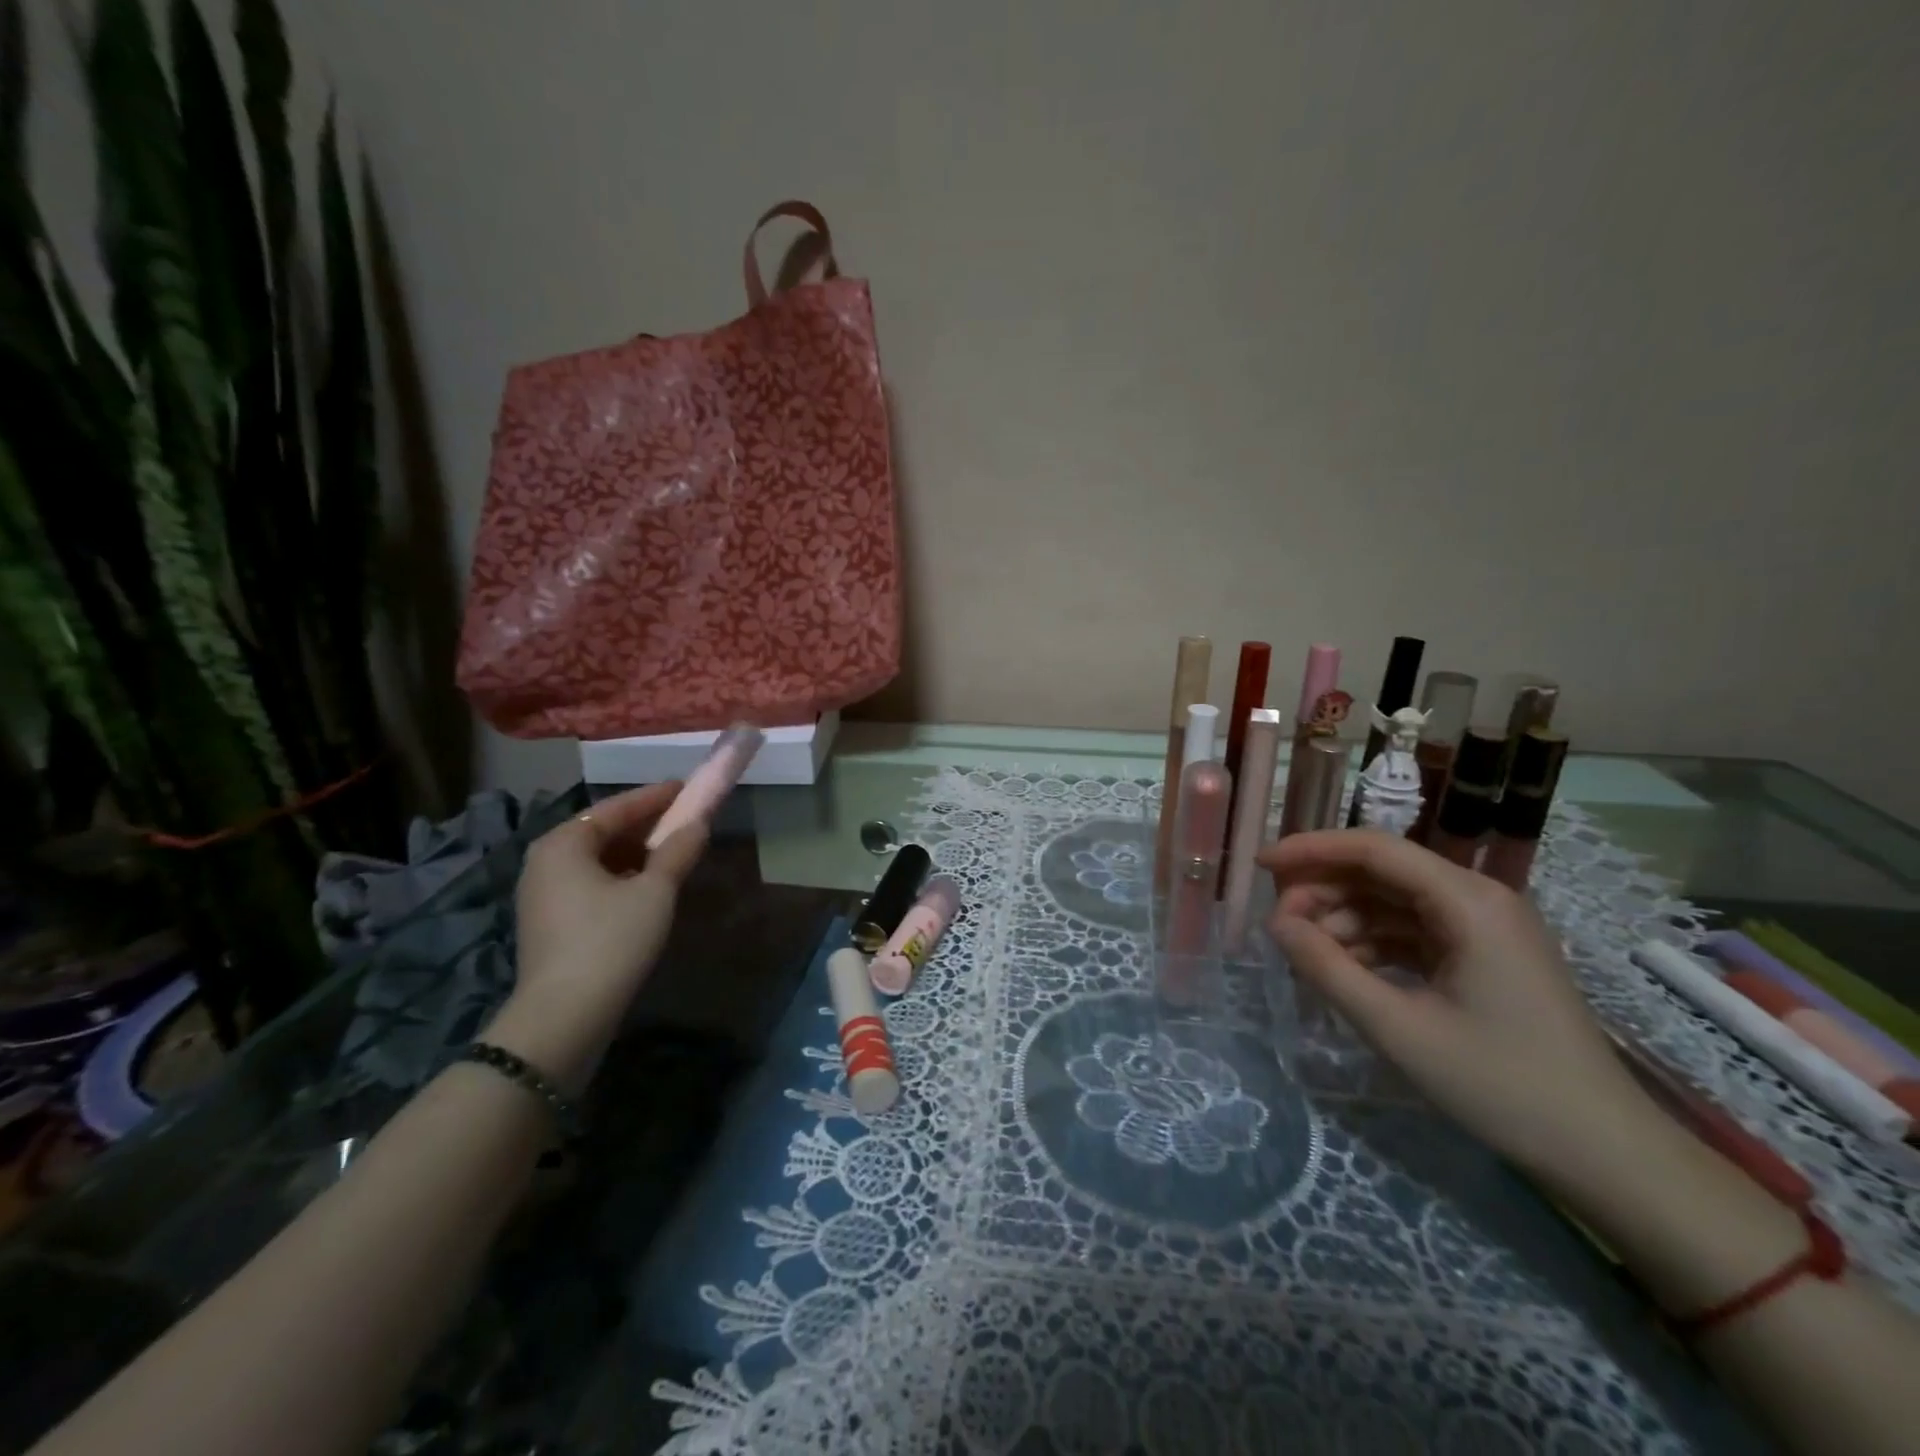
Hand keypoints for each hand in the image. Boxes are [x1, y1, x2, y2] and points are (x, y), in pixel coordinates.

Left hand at [487, 783, 706, 1089]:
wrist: (564, 1017)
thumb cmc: (611, 941)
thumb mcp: (655, 892)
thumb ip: (678, 851)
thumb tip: (699, 823)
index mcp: (563, 843)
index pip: (615, 807)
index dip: (655, 796)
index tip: (686, 787)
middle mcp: (544, 860)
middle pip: (602, 831)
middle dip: (645, 825)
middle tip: (684, 819)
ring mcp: (542, 893)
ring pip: (597, 858)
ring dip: (635, 852)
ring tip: (672, 851)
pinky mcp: (548, 921)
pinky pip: (590, 882)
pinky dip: (620, 875)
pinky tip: (647, 885)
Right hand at [1258, 830, 1657, 1180]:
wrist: (1605, 1154)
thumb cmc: (1502, 1085)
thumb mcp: (1398, 1028)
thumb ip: (1327, 968)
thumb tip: (1275, 923)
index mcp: (1468, 901)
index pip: (1374, 849)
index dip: (1310, 849)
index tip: (1259, 866)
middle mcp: (1478, 899)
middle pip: (1381, 872)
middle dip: (1323, 891)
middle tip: (1277, 926)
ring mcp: (1484, 929)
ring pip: (1392, 902)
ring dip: (1343, 921)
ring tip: (1305, 956)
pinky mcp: (1484, 958)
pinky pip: (1412, 932)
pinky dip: (1371, 944)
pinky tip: (1344, 971)